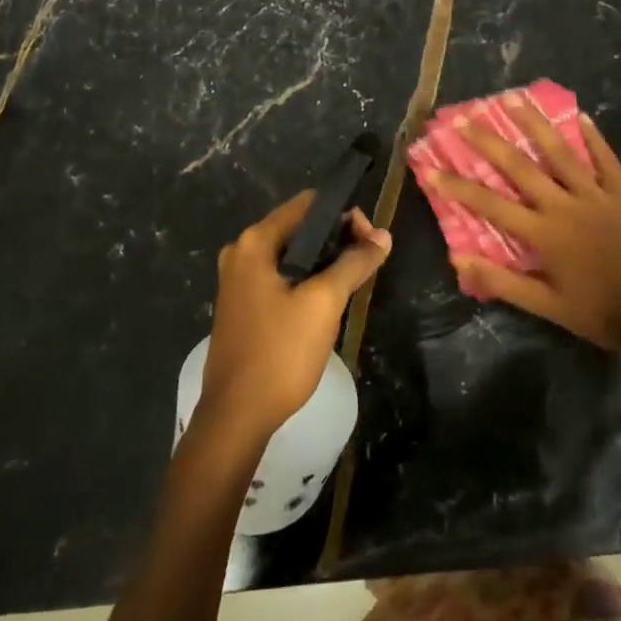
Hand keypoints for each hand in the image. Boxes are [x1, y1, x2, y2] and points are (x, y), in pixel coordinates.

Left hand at [202, 191, 391, 438]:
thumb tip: (383, 235)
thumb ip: (354, 263)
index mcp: (255, 242)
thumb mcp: (324, 303)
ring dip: (325, 261)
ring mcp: (239, 279)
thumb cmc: (280, 352)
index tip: (371, 242)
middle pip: (301, 227)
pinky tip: (328, 301)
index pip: (308, 204)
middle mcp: (242, 251)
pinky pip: (282, 276)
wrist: (237, 415)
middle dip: (337, 239)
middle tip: (367, 264)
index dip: (345, 215)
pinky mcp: (243, 303)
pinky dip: (307, 279)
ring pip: (293, 254)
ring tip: (353, 282)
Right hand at [424, 103, 620, 358]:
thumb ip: (502, 280)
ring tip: (513, 99)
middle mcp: (564, 205)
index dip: (457, 186)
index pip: (490, 204)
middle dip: (489, 141)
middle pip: (520, 166)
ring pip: (560, 152)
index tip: (430, 166)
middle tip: (464, 117)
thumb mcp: (545, 306)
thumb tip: (457, 258)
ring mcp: (596, 195)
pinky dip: (592, 137)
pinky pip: (605, 159)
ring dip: (534, 124)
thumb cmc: (597, 312)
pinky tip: (580, 116)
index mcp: (543, 233)